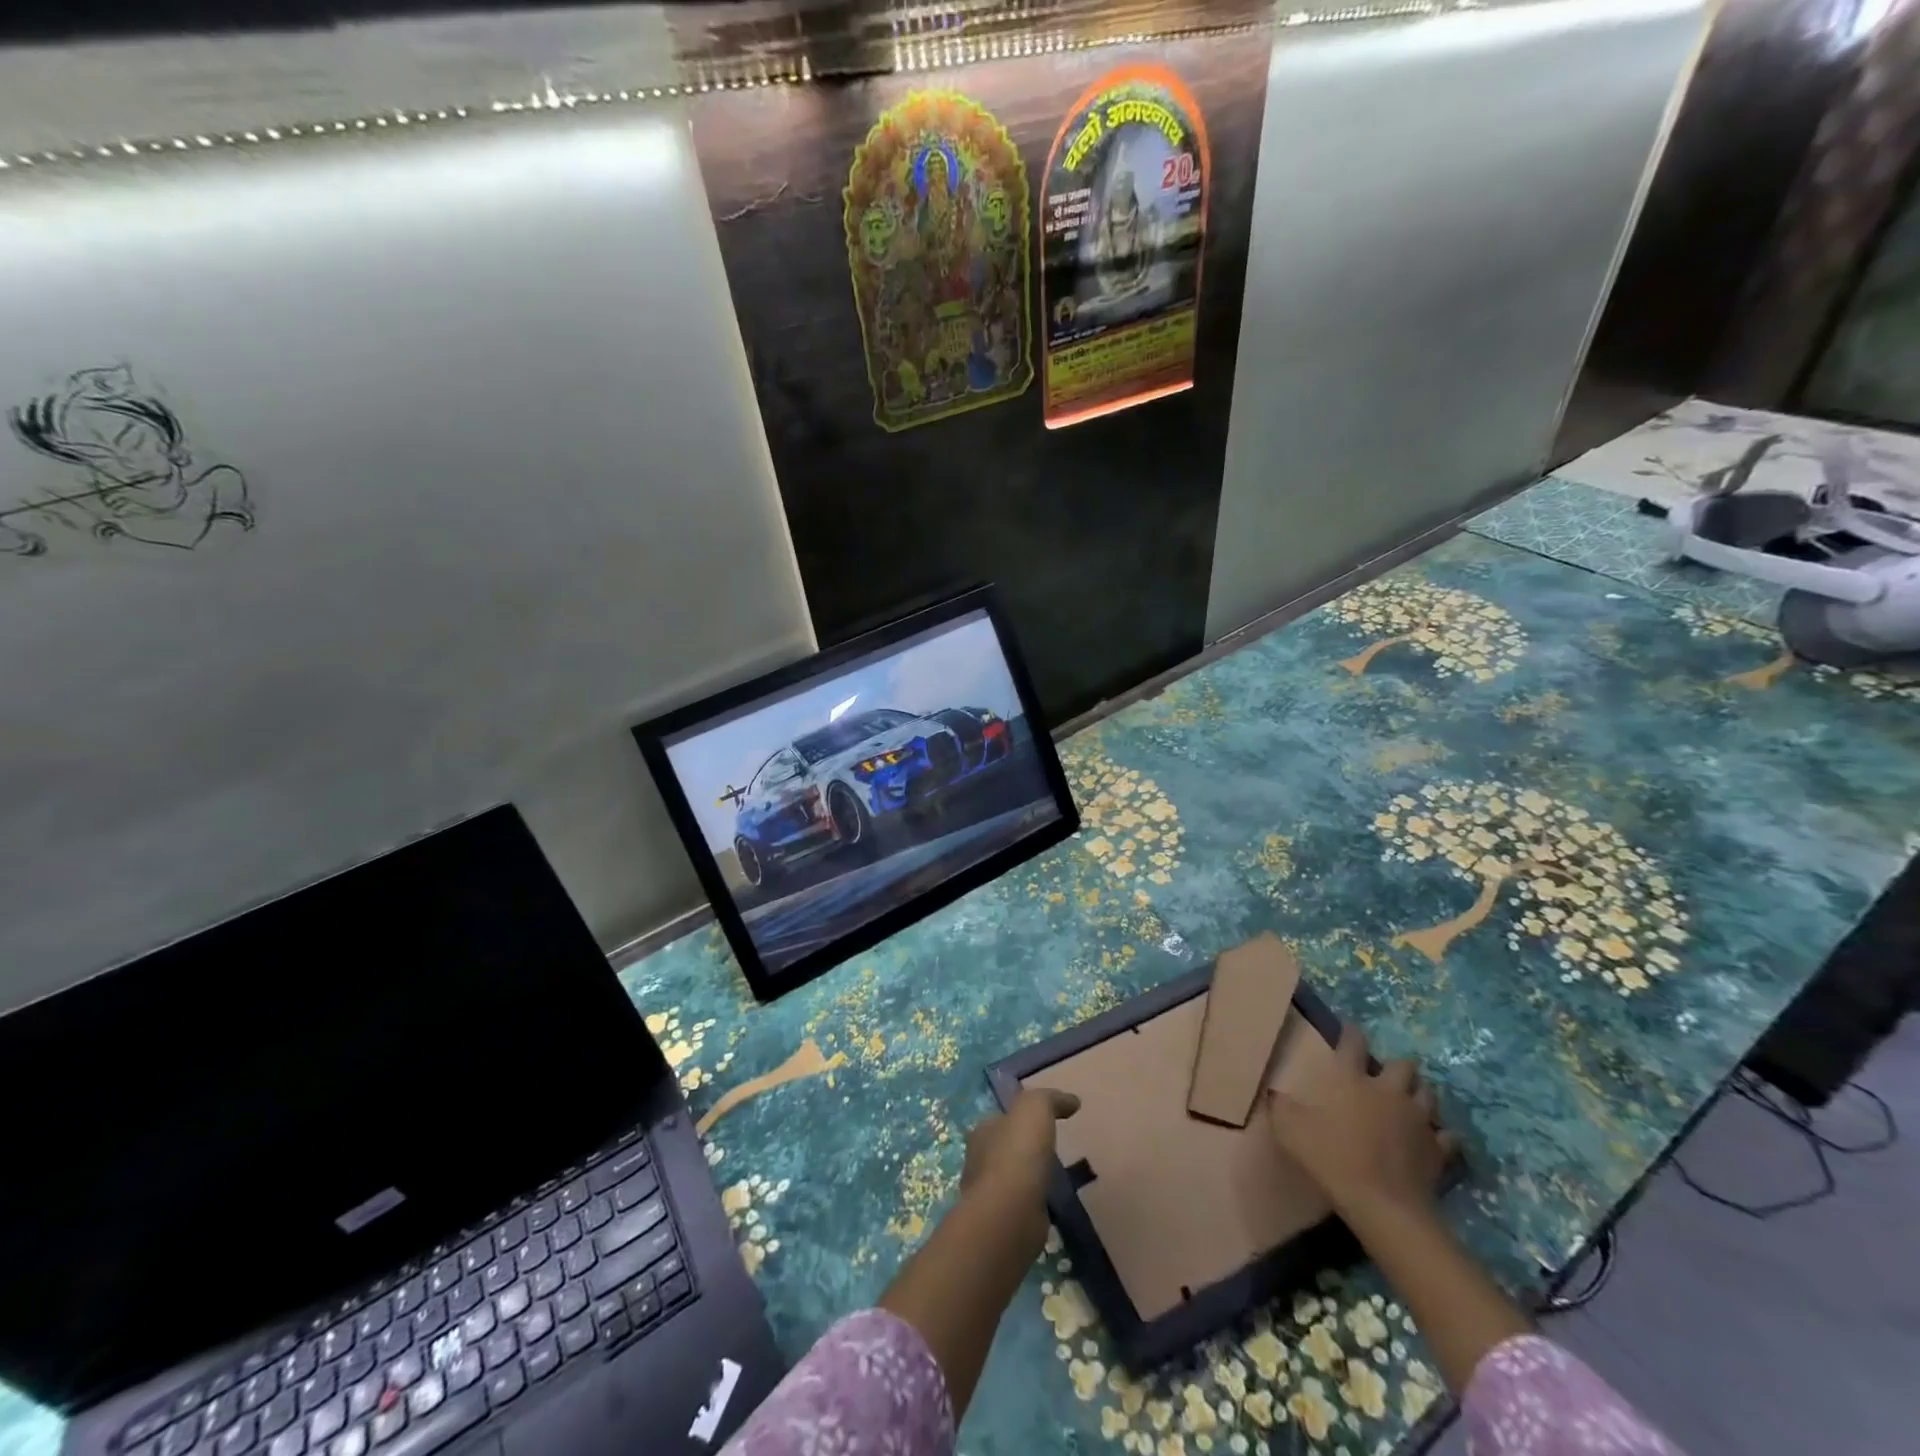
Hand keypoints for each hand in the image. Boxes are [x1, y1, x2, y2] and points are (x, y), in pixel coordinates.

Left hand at [958, 1088, 1079, 1253]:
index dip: (1020, 1118)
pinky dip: (1034, 1204)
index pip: (1001, 1119)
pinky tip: (1052, 1206)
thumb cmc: (1018, 1153)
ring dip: (1030, 1178)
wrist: (1010, 1214)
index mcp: (983, 1132)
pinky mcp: (1003, 1224)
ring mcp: (990, 1196)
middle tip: (1051, 1150)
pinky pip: (1022, 1207)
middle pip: (1005, 1149)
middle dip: (1024, 1149)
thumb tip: (1072, 1100)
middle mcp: (980, 1161)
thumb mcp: (1035, 1109)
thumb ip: (1051, 1099)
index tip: (1042, 1122)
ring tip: (1055, 1179)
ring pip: (1012, 1180)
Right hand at [1267, 1026, 1457, 1218]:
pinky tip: (1433, 1139)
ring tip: (1410, 1100)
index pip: (1353, 1043)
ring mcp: (1417, 1119)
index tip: (1351, 1029)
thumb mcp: (1289, 1129)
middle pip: (1403, 1065)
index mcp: (1351, 1080)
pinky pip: (1446, 1136)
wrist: (1382, 1204)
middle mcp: (1388, 1091)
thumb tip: (1274, 1093)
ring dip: (1419, 1093)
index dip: (1351, 1033)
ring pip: (1428, 1094)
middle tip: (1387, 1074)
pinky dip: (1440, 1134)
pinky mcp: (1438, 1149)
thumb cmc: (1331, 1157)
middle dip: (1397, 1066)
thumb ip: (1281, 1106)